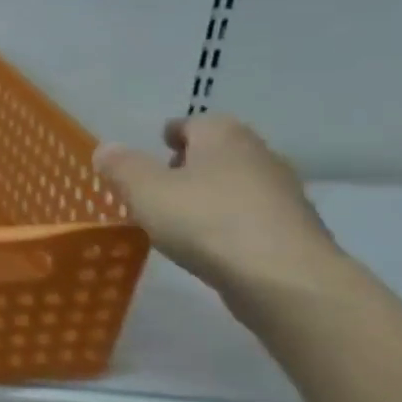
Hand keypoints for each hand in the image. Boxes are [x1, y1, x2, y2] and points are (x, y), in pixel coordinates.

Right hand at [93, 115, 340, 294]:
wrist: (283, 278)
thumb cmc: (205, 221)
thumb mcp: (144, 190)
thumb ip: (122, 166)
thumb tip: (107, 148)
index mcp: (224, 136)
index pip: (194, 122)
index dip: (171, 134)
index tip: (155, 150)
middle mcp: (259, 155)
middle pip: (219, 152)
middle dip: (191, 164)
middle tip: (160, 185)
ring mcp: (283, 194)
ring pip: (237, 184)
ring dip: (211, 195)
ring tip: (180, 219)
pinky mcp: (293, 230)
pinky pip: (251, 216)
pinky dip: (229, 222)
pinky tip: (210, 244)